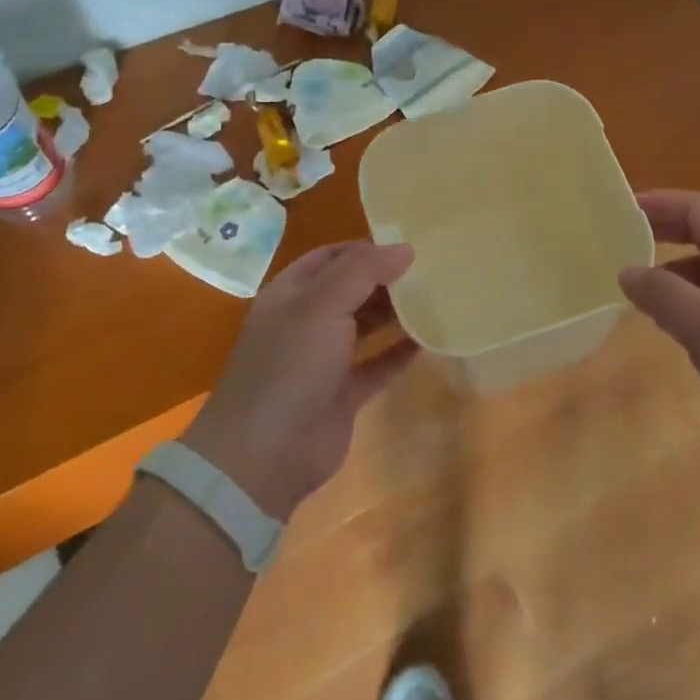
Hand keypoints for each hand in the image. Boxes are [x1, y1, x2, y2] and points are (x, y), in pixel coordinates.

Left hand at [181, 242, 417, 519]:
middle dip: (385, 279)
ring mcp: (324, 360)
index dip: (365, 248)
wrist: (265, 455)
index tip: (407, 243)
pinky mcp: (343, 394)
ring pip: (365, 325)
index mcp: (291, 294)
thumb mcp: (321, 306)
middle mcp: (306, 322)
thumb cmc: (289, 366)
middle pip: (351, 290)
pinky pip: (378, 364)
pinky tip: (429, 340)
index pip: (330, 257)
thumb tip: (405, 248)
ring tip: (435, 297)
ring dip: (395, 313)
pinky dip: (400, 352)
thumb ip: (362, 272)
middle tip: (431, 269)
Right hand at [618, 191, 699, 457]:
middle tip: (623, 244)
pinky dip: (691, 307)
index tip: (621, 211)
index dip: (660, 203)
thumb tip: (626, 271)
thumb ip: (662, 295)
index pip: (696, 210)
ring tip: (641, 293)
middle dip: (663, 234)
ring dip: (674, 275)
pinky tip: (678, 332)